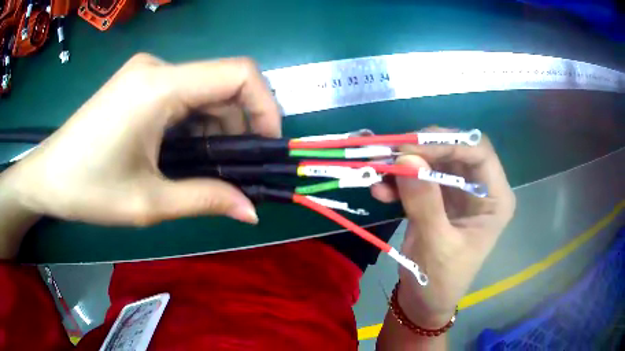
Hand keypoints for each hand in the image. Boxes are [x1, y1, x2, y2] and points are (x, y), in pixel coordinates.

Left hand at [1, 54, 280, 226]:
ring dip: (215, 127)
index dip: (265, 105)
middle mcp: (157, 67)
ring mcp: (146, 72)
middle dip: (240, 125)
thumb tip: (251, 211)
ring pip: (203, 91)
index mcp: (159, 86)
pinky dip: (195, 123)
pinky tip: (183, 152)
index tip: (267, 145)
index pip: (238, 73)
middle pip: (222, 83)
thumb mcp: (149, 203)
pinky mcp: (139, 83)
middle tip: (234, 169)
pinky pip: (182, 95)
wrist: (48, 176)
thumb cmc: (88, 189)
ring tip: (206, 168)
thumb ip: (205, 200)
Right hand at [371, 127, 515, 327]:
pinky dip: (399, 181)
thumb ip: (425, 203)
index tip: (413, 150)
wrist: (423, 301)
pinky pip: (418, 178)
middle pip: (455, 151)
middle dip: (423, 150)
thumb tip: (406, 159)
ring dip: (406, 164)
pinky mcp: (437, 197)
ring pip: (433, 160)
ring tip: (379, 171)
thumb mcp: (436, 245)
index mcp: (494, 199)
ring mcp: (457, 191)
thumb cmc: (440, 281)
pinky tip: (380, 191)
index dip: (449, 144)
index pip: (479, 153)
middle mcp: (479, 188)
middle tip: (392, 155)